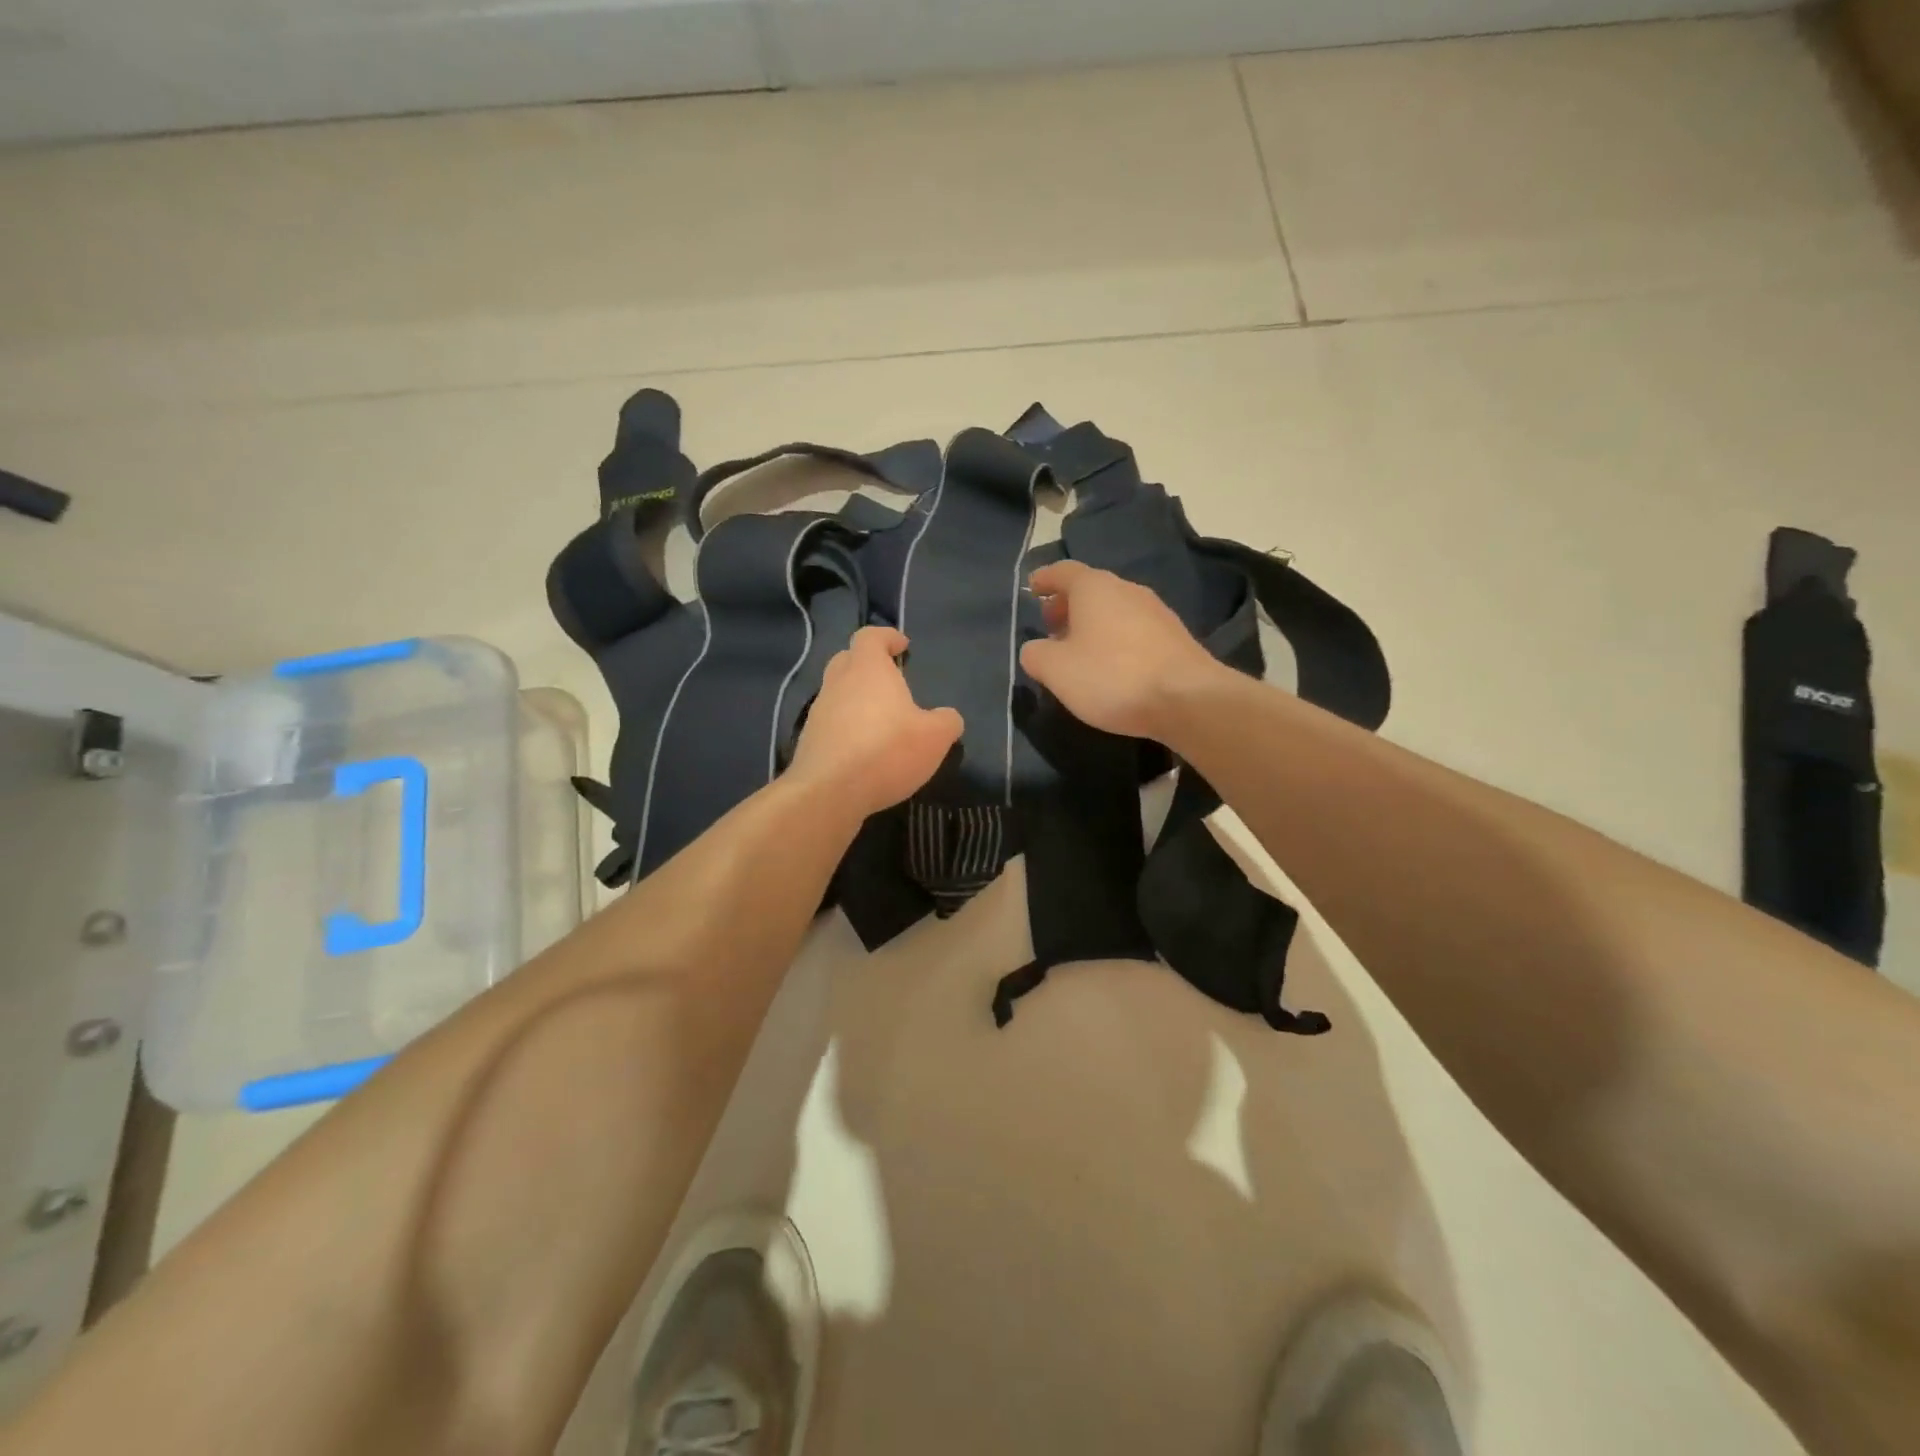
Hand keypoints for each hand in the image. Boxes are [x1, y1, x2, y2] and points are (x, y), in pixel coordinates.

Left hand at [787, 626, 964, 818]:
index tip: (902, 646)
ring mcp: (818, 712)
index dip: (887, 637)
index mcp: (867, 669)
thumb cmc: (886, 751)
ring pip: (836, 692)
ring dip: (856, 698)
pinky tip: (863, 749)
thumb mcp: (934, 737)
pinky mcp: (809, 741)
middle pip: (847, 659)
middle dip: (867, 664)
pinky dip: (846, 727)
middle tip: (889, 680)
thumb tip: (949, 718)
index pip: (870, 636)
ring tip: (880, 720)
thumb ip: (946, 722)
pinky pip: (830, 723)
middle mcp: (838, 683)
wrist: (829, 792)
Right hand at [1019, 561, 1224, 738]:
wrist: (1187, 699)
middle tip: (1050, 626)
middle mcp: (1127, 589)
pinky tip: (1111, 666)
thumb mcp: (1056, 670)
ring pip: (1114, 609)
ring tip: (1078, 651)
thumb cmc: (1112, 676)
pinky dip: (1114, 639)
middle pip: (1090, 589)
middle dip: (1067, 605)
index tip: (1032, 588)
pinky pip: (1133, 629)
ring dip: (1092, 624)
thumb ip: (1036, 655)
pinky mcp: (1174, 637)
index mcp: (1095, 588)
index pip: (1063, 571)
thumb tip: (1036, 649)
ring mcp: (1156, 611)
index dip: (1045, 579)